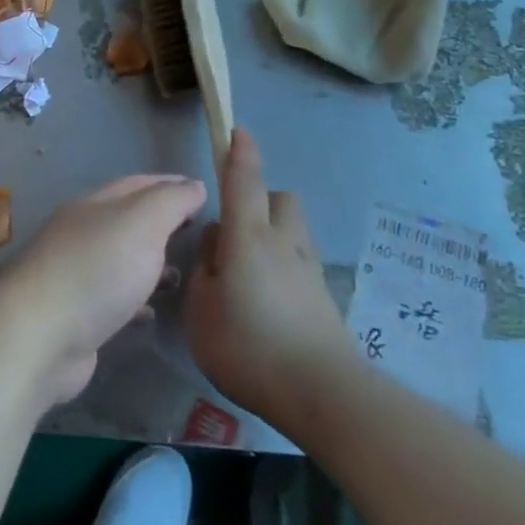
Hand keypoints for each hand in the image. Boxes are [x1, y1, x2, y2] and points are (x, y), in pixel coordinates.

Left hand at [0, 175, 205, 404]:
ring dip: (150, 263)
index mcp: (93, 205)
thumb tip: (193, 184)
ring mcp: (75, 274)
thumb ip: (170, 201)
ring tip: (182, 275)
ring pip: (121, 261)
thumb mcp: (142, 223)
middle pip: (127, 221)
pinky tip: (152, 313)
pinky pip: (113, 299)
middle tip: (198, 232)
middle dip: (161, 223)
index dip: (169, 184)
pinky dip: (136, 301)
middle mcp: (81, 234)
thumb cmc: (97, 270)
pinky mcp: (76, 315)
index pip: (136, 184)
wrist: (42, 334)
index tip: (202, 191)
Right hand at [184, 129, 356, 440]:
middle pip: (280, 199)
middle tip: (234, 232)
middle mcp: (283, 243)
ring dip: (272, 235)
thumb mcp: (201, 310)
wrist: (323, 394)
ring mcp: (309, 271)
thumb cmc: (249, 346)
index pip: (245, 180)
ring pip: (292, 231)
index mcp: (248, 237)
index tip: (238, 130)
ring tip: (247, 272)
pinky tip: (266, 303)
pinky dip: (282, 268)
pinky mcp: (324, 300)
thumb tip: (215, 251)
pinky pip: (298, 264)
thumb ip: (204, 272)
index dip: (240, 153)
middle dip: (260, 201)